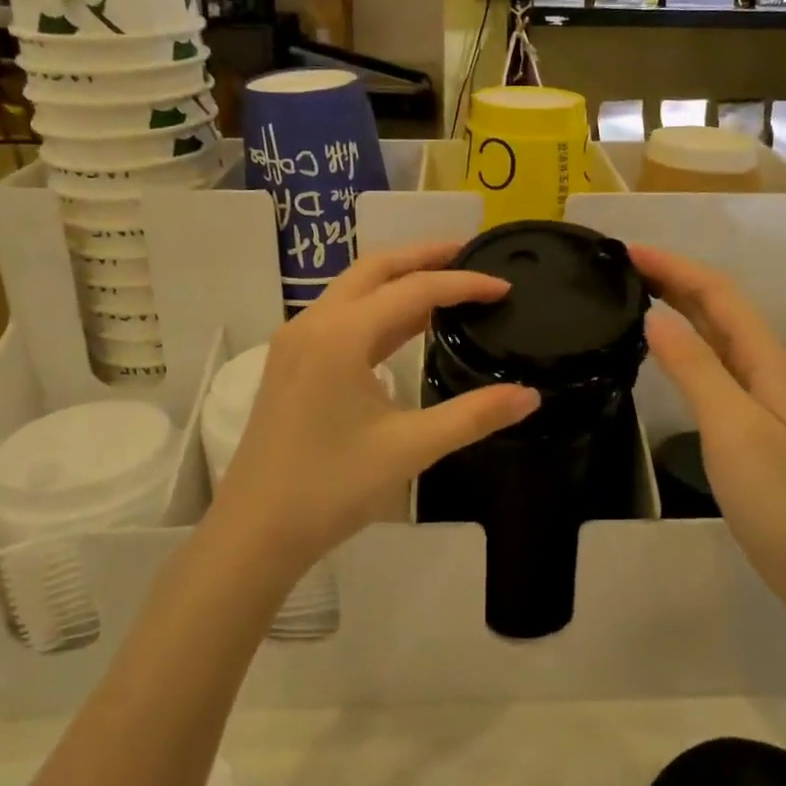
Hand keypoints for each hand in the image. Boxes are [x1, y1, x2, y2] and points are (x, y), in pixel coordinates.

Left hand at [213, 242, 539, 580]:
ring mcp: (296, 341)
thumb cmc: (331, 487)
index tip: (504, 288)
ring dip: (399, 278)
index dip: (463, 284)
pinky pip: (341, 314)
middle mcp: (314, 323)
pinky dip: (378, 306)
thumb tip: (529, 395)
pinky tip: (405, 325)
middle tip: (469, 253)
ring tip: (444, 281)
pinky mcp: (291, 362)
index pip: (414, 291)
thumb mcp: (409, 449)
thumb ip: (473, 416)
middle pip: (375, 268)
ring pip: (354, 288)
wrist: (255, 532)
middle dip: (423, 256)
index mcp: (341, 335)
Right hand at [629, 245, 785, 598]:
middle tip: (624, 267)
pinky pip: (715, 363)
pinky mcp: (752, 420)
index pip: (718, 293)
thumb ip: (695, 368)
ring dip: (681, 306)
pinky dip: (686, 343)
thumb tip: (655, 317)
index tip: (628, 251)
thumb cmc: (777, 497)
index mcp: (767, 359)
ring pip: (717, 334)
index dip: (675, 266)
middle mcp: (767, 366)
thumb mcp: (731, 427)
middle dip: (675, 278)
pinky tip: (666, 350)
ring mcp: (762, 395)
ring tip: (637, 295)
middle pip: (720, 307)